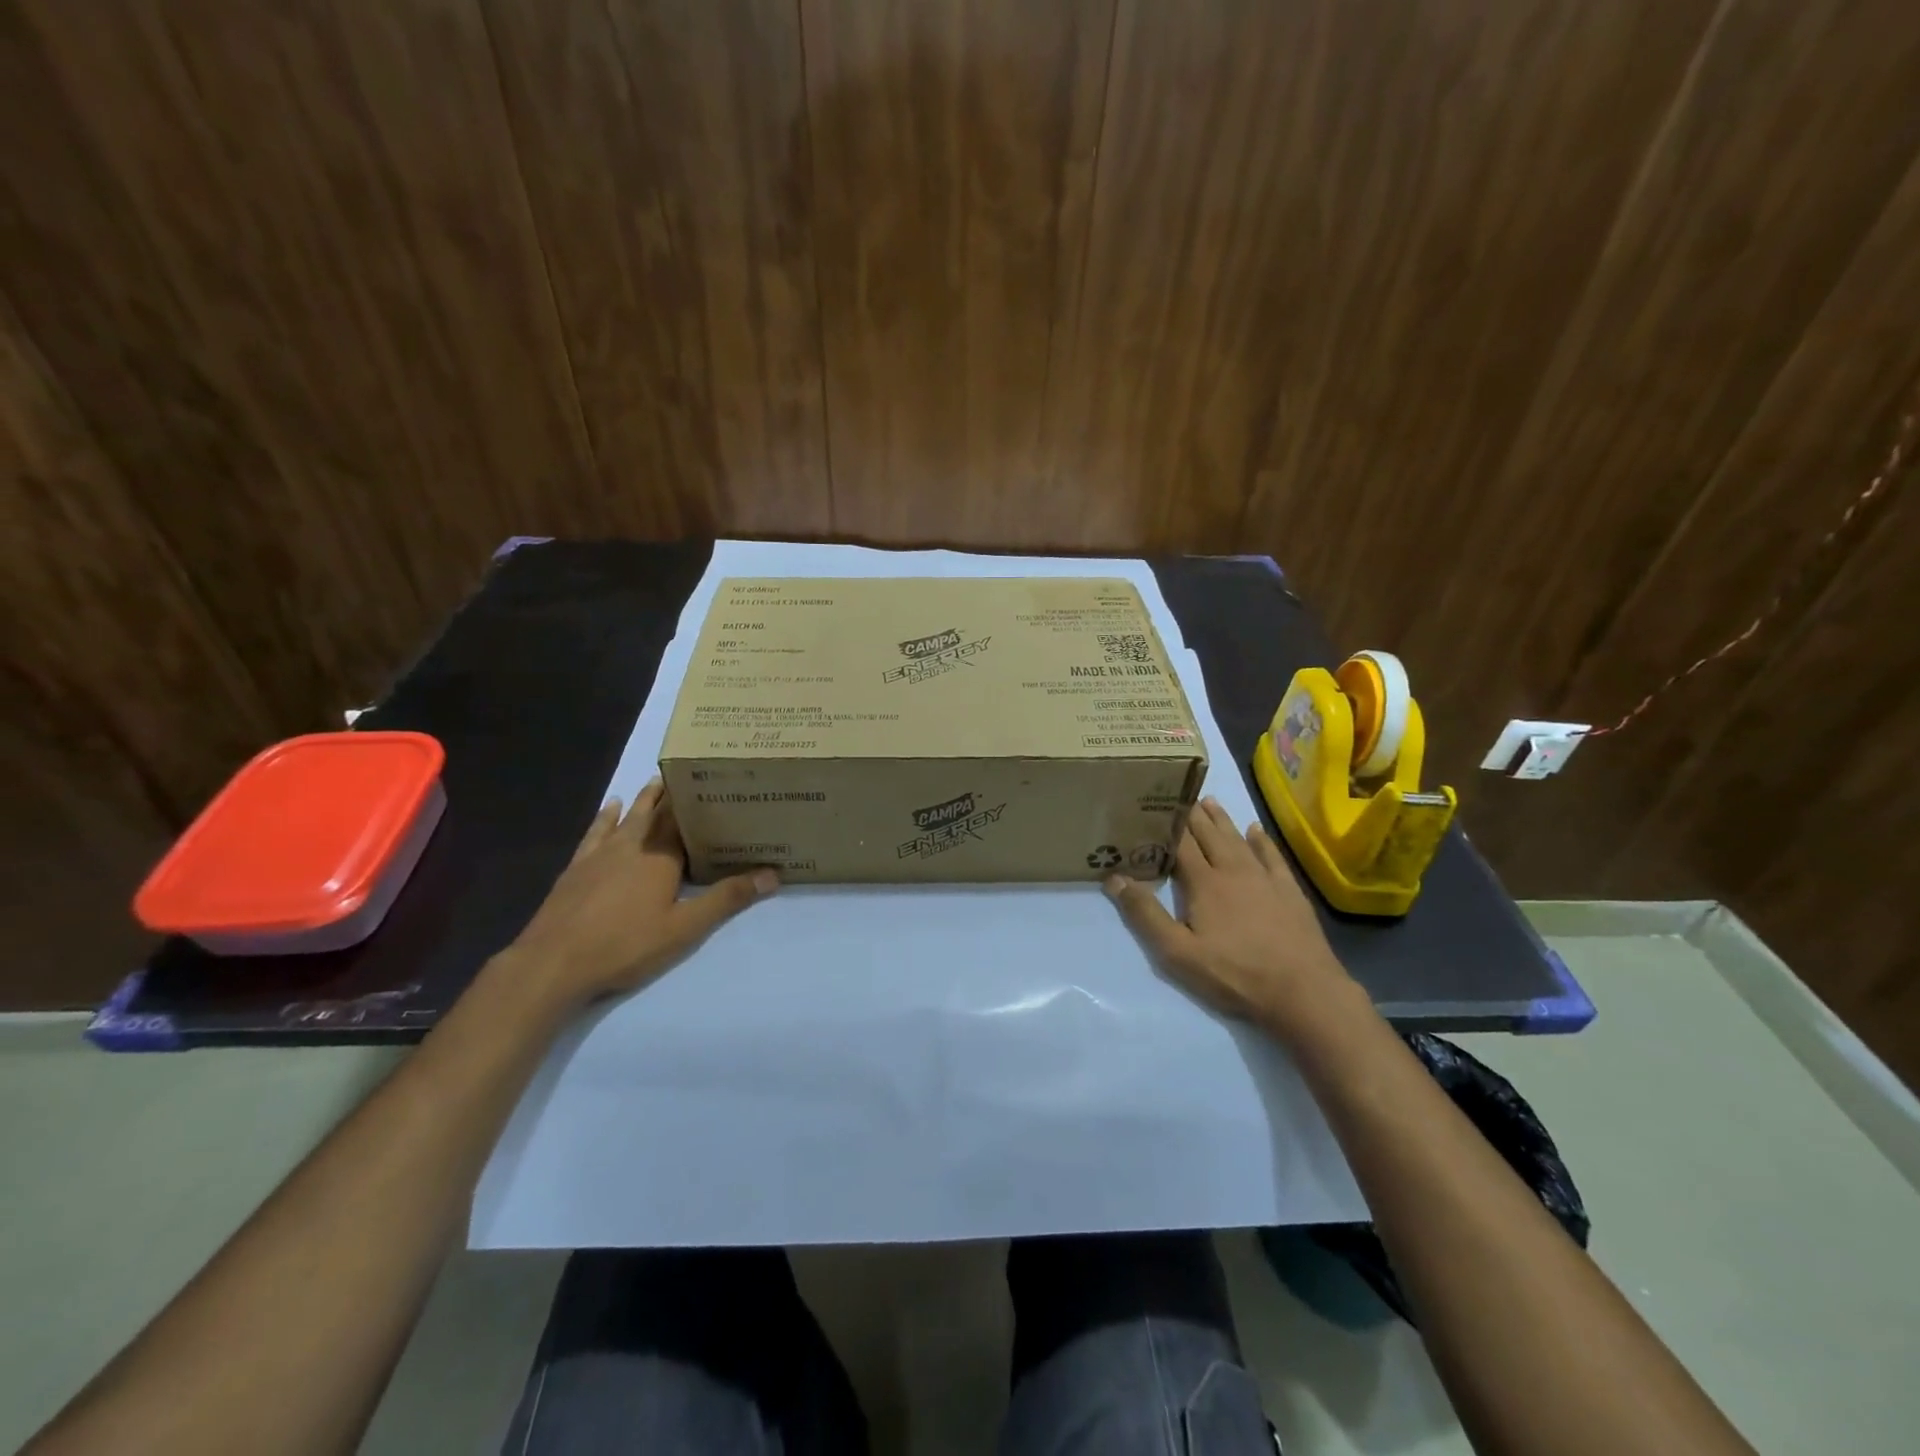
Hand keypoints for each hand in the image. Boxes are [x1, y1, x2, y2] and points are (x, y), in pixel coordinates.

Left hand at [504, 779, 775, 1006]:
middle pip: (654, 813)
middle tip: (686, 773)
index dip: (696, 802)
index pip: (683, 821)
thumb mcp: (684, 928)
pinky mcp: (576, 868)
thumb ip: (727, 899)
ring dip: (642, 799)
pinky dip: (605, 818)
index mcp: (661, 858)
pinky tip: (608, 808)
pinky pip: (595, 833)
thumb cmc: (625, 945)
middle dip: (670, 794)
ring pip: (626, 817)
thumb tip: (773, 874)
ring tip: (654, 782)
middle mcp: (632, 846)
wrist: (552, 963)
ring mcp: (600, 855)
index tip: (712, 780)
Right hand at [1104, 796, 1353, 1031]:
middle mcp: (1233, 870)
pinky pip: (1272, 856)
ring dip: (1222, 820)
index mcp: (1204, 883)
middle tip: (1182, 794)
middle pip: (1210, 836)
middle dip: (1194, 815)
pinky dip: (1262, 840)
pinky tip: (1256, 830)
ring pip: (1238, 840)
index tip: (1154, 804)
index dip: (1167, 824)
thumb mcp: (1178, 953)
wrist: (1303, 991)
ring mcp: (1265, 879)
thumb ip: (1145, 914)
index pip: (1181, 844)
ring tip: (1210, 801)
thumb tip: (1114, 878)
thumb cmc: (1234, 974)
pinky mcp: (1289, 892)